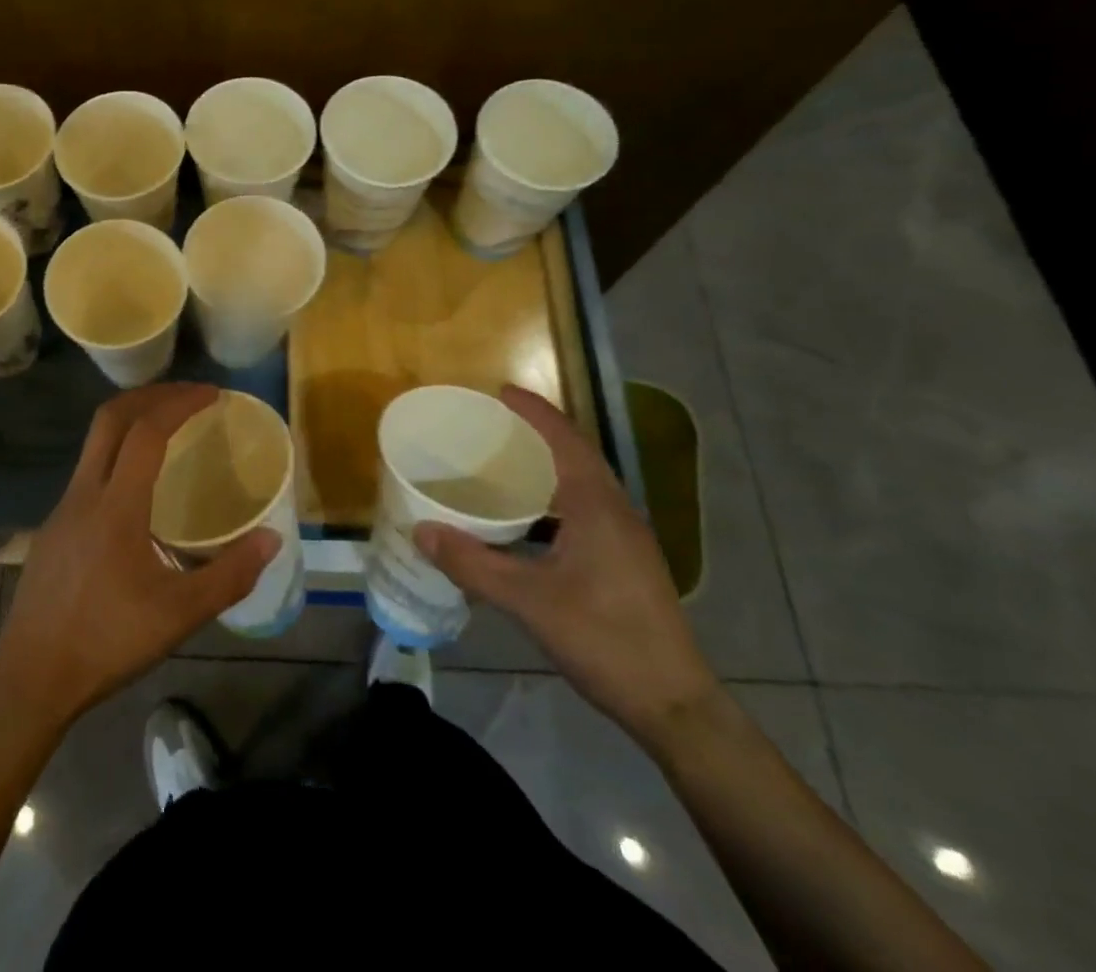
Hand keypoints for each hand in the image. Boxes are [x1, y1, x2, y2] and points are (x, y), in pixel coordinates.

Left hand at [0, 383, 278, 730]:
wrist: (30, 677)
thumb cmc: (107, 642)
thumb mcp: (179, 615)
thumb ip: (229, 575)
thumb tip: (272, 538)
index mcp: (115, 506)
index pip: (146, 432)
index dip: (179, 403)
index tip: (211, 394)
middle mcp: (84, 494)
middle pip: (110, 418)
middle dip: (151, 396)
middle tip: (188, 396)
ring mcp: (63, 509)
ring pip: (94, 443)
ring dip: (130, 422)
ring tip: (168, 431)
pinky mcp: (54, 528)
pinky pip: (88, 471)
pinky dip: (117, 454)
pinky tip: (137, 489)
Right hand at [414, 385, 723, 750]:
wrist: (674, 705)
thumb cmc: (605, 640)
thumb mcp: (529, 601)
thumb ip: (472, 564)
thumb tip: (421, 531)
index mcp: (597, 506)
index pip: (565, 439)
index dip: (534, 411)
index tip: (501, 391)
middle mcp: (617, 512)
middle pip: (578, 454)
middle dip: (539, 431)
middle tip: (495, 423)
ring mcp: (627, 538)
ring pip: (585, 483)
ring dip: (550, 464)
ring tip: (507, 462)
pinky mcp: (627, 561)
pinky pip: (587, 508)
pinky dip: (556, 496)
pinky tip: (531, 520)